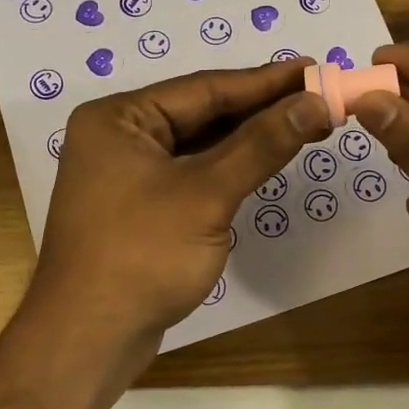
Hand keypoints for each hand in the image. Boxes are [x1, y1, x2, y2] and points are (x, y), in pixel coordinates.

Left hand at [29, 60, 330, 349]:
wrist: (89, 339)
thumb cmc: (142, 255)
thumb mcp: (207, 194)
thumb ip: (261, 145)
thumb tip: (315, 102)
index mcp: (119, 118)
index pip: (204, 88)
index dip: (265, 81)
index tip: (315, 69)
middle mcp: (119, 137)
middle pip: (202, 113)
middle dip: (261, 108)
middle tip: (319, 97)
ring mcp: (127, 174)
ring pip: (199, 145)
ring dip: (250, 138)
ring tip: (305, 123)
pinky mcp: (141, 208)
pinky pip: (192, 174)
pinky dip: (230, 167)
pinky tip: (265, 159)